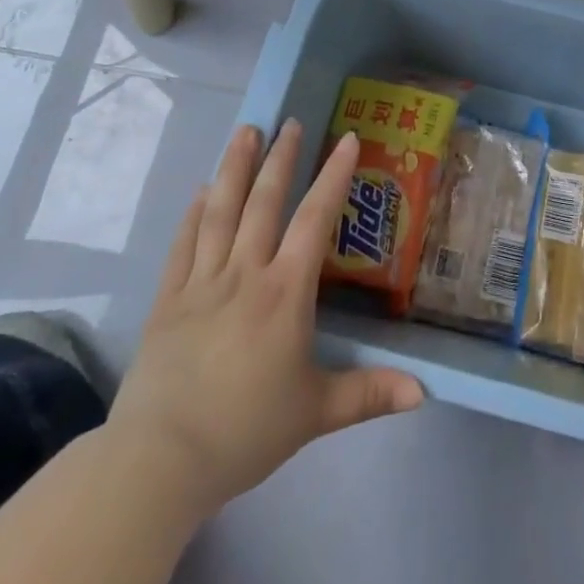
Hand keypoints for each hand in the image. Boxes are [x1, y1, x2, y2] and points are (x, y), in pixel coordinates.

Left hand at [107, 121, 423, 518]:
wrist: (159, 462)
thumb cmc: (245, 431)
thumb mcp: (316, 412)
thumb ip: (369, 394)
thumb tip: (424, 392)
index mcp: (285, 293)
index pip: (314, 219)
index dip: (333, 176)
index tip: (345, 139)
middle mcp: (245, 274)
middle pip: (264, 203)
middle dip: (280, 158)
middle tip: (289, 122)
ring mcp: (201, 283)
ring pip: (220, 212)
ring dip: (235, 168)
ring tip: (245, 132)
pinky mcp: (167, 301)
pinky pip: (183, 245)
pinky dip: (193, 213)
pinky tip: (201, 191)